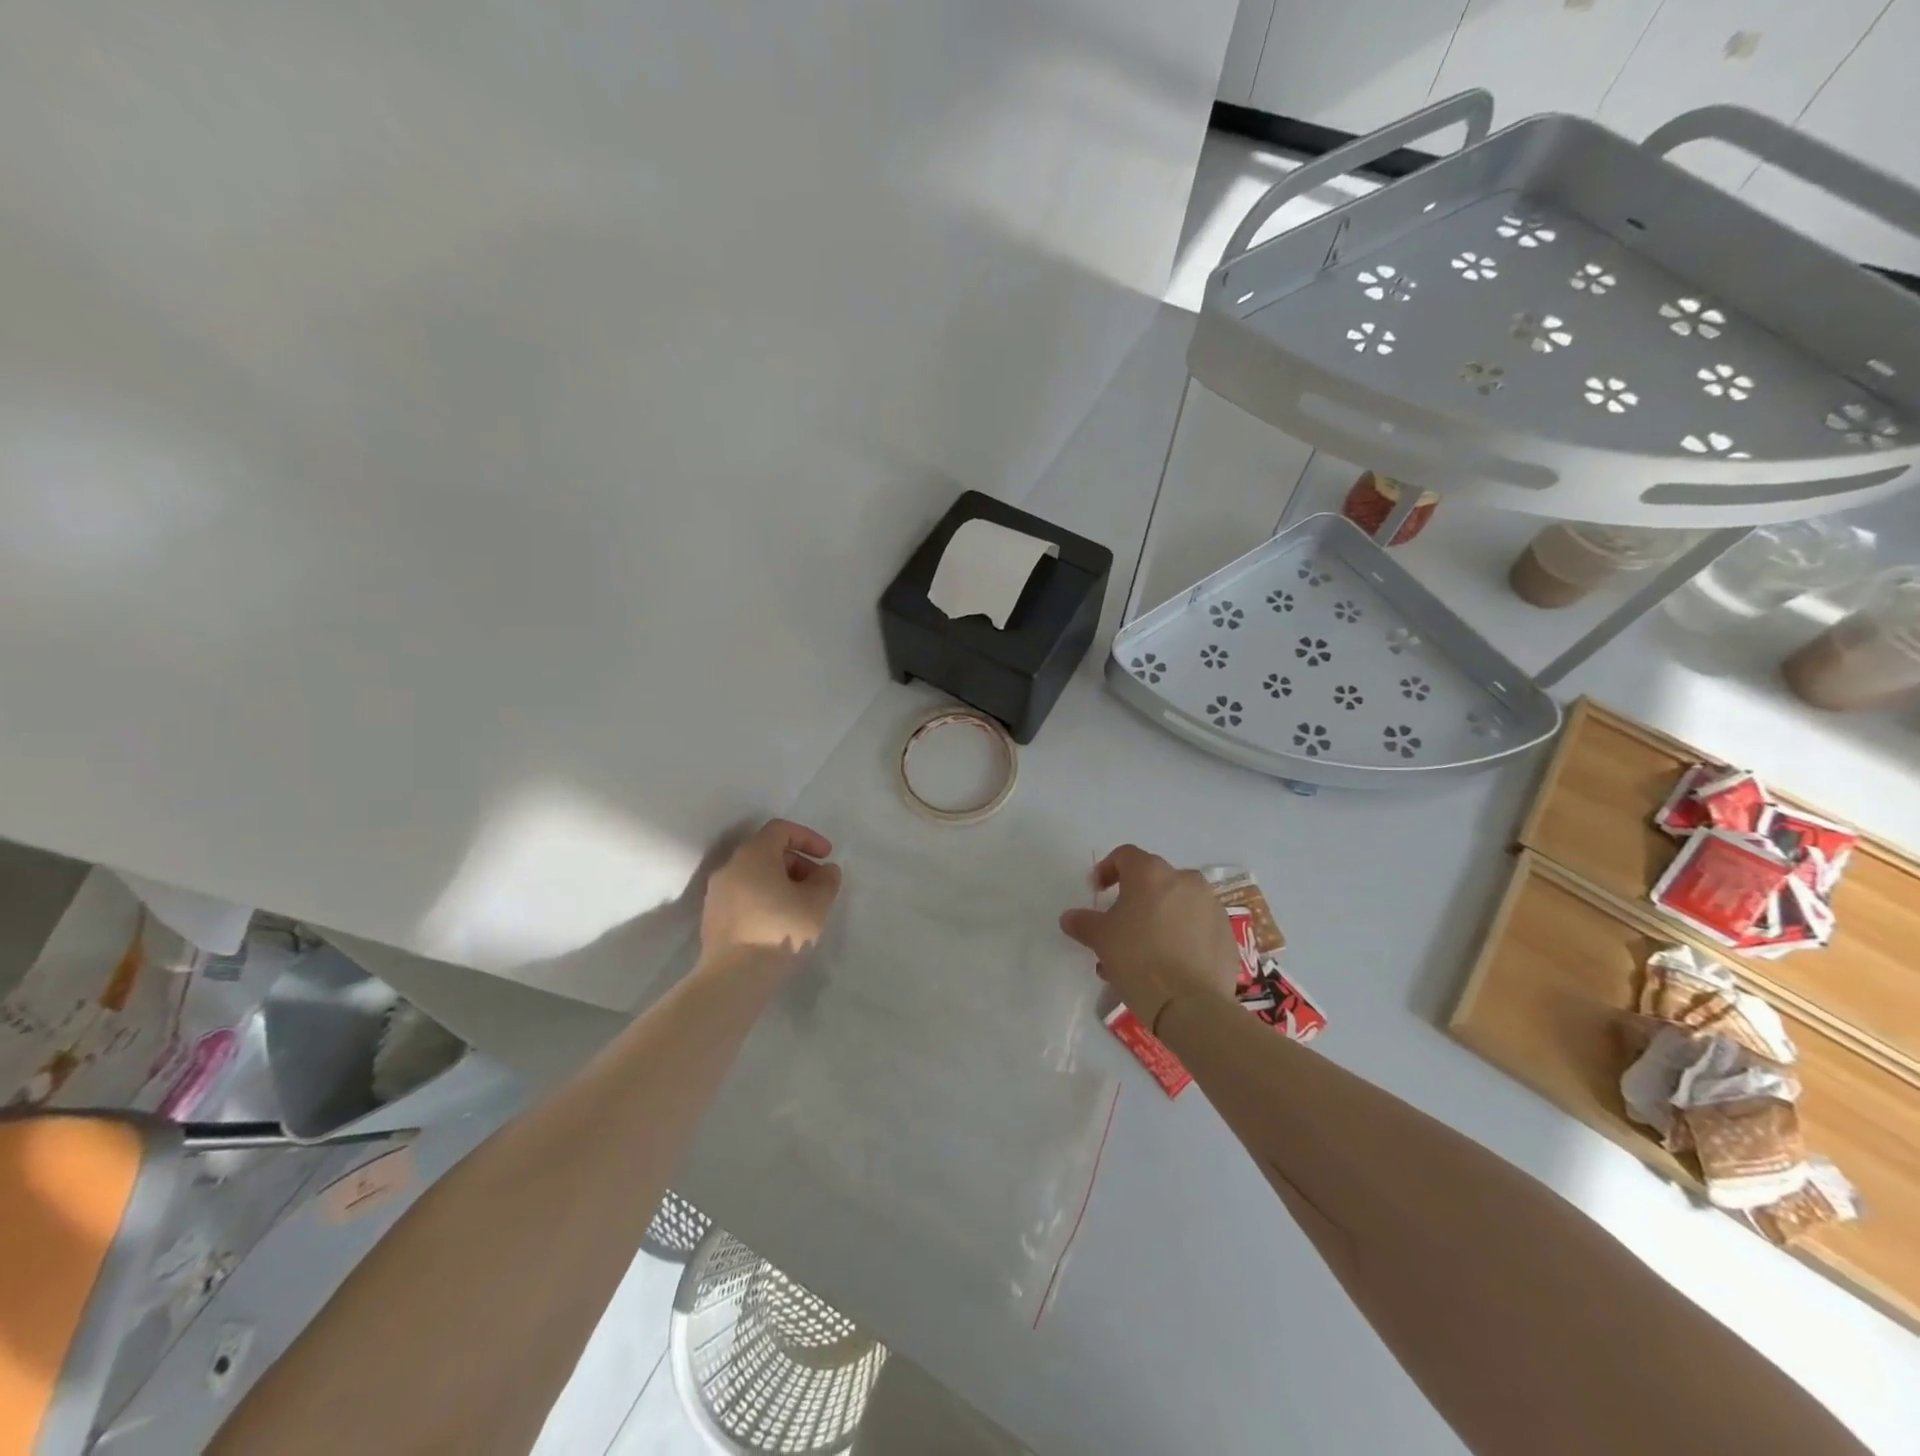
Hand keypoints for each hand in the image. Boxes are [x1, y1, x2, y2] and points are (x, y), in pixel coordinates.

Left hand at [700, 819, 842, 962]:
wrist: (734, 977)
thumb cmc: (780, 929)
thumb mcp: (817, 903)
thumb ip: (827, 880)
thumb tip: (826, 871)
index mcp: (754, 854)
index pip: (781, 830)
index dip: (808, 838)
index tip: (827, 857)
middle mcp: (730, 867)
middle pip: (767, 852)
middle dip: (797, 864)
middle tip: (818, 886)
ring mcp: (717, 893)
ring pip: (754, 876)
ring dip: (781, 883)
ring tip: (801, 907)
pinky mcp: (712, 918)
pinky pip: (744, 897)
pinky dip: (764, 900)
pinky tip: (780, 924)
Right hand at [1059, 845, 1238, 1032]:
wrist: (1190, 1005)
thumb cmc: (1138, 960)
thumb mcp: (1100, 939)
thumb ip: (1083, 922)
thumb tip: (1070, 918)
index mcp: (1151, 873)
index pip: (1125, 856)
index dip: (1107, 870)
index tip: (1098, 892)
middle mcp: (1185, 880)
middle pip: (1154, 880)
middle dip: (1134, 898)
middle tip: (1120, 926)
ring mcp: (1211, 906)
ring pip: (1177, 904)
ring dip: (1159, 918)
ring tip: (1143, 951)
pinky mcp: (1227, 934)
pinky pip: (1198, 926)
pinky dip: (1182, 936)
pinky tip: (1170, 964)